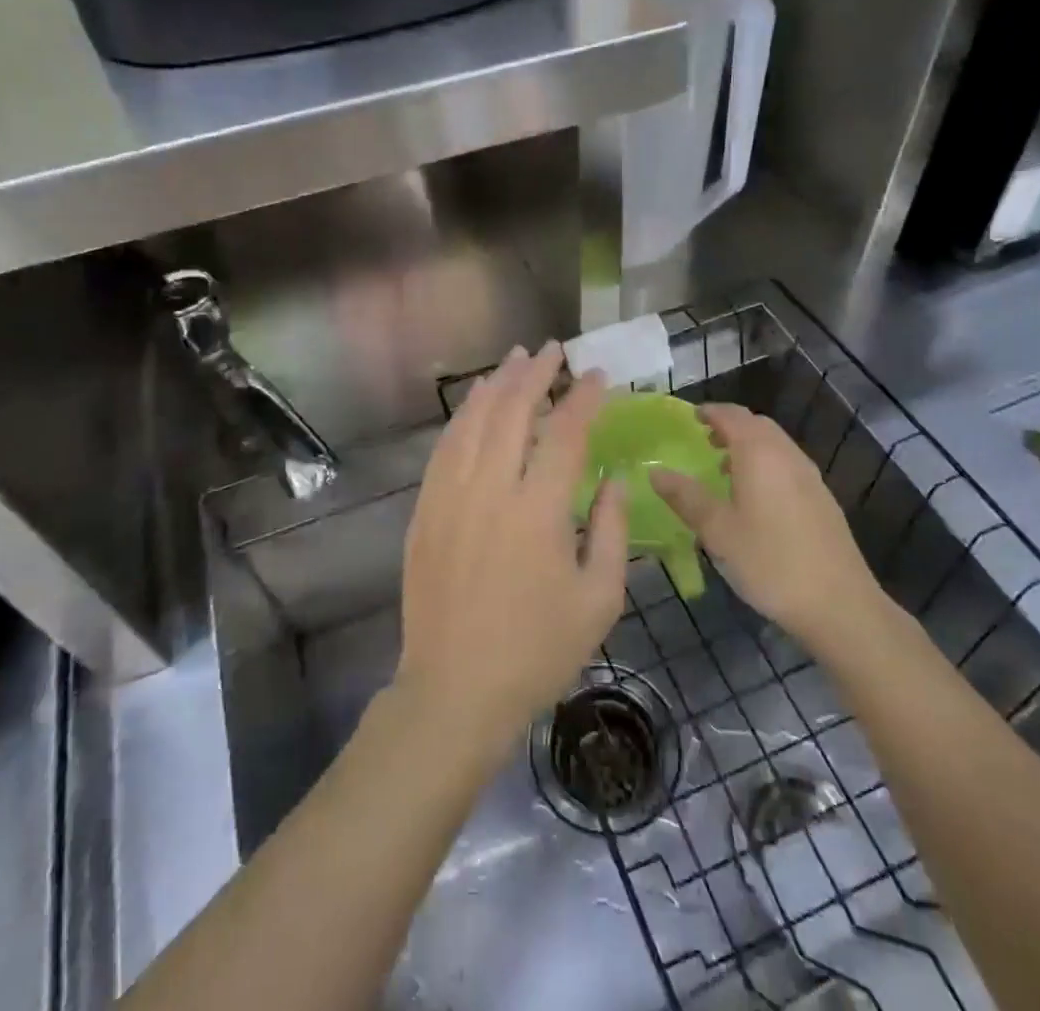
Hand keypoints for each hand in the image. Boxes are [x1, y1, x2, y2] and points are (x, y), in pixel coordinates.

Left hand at [393, 343, 628, 760]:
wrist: (455, 689)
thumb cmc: (537, 651)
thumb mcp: (598, 599)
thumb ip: (611, 530)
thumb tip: (613, 478)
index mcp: (538, 510)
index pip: (564, 433)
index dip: (583, 398)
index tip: (597, 376)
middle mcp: (490, 489)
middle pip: (512, 411)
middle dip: (536, 374)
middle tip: (553, 350)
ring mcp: (450, 496)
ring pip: (473, 421)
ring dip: (497, 384)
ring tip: (515, 359)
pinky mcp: (426, 509)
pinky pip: (445, 447)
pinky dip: (464, 416)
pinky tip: (475, 403)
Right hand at [653, 403, 886, 652]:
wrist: (839, 604)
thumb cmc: (770, 562)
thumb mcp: (717, 531)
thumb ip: (686, 497)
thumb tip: (655, 471)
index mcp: (759, 454)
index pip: (732, 415)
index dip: (709, 412)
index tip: (689, 417)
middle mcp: (787, 455)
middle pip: (757, 425)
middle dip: (729, 425)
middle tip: (704, 440)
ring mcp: (809, 476)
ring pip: (775, 444)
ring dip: (749, 445)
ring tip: (724, 468)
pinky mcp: (822, 499)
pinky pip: (787, 464)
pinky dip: (766, 464)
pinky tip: (755, 498)